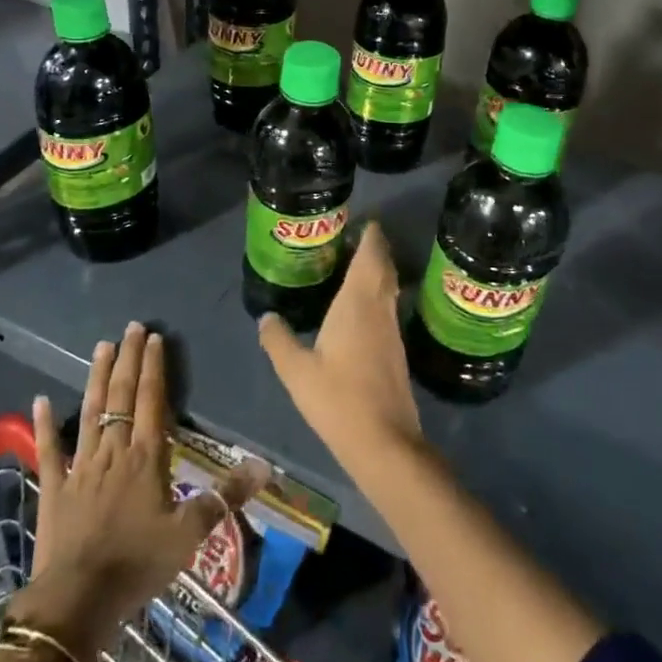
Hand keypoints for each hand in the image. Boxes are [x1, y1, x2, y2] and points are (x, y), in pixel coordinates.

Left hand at [17, 323, 266, 659]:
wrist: (78, 601)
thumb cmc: (138, 564)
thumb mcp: (190, 534)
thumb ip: (224, 497)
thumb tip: (264, 466)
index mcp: (146, 457)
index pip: (152, 400)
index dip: (154, 368)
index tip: (154, 337)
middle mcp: (113, 451)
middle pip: (121, 396)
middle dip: (127, 359)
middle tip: (131, 327)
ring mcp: (80, 467)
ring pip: (90, 412)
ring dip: (96, 378)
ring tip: (101, 347)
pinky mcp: (54, 488)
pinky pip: (49, 450)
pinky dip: (44, 424)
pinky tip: (39, 400)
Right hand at [258, 222, 423, 474]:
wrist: (384, 442)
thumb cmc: (338, 398)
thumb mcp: (296, 370)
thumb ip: (278, 340)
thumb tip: (266, 317)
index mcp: (358, 303)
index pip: (371, 256)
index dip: (371, 236)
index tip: (364, 220)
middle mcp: (380, 309)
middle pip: (384, 268)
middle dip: (375, 249)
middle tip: (357, 237)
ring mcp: (392, 331)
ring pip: (389, 289)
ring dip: (378, 272)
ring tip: (356, 265)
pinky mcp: (396, 352)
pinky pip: (387, 309)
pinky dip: (377, 296)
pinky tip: (361, 308)